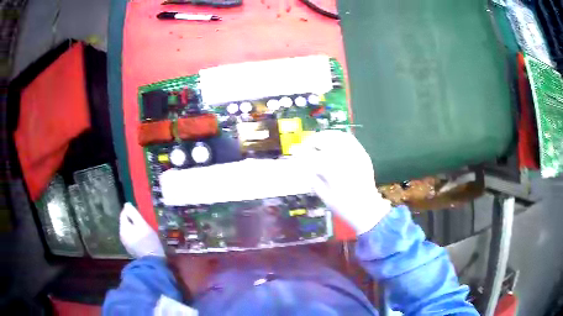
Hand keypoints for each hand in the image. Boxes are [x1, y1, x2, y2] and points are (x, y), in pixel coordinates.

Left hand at [120, 202, 164, 257]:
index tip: (141, 214)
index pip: (124, 213)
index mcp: (123, 228)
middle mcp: (121, 235)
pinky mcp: (130, 249)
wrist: (152, 262)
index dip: (131, 211)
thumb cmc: (149, 241)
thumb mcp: (143, 224)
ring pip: (129, 230)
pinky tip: (144, 240)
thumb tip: (126, 204)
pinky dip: (136, 236)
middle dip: (134, 221)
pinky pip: (131, 238)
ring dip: (135, 229)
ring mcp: (125, 243)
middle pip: (126, 222)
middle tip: (145, 223)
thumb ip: (134, 213)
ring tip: (145, 232)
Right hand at [294, 130, 390, 234]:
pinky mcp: (362, 154)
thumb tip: (302, 164)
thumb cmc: (343, 206)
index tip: (293, 152)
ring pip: (336, 136)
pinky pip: (350, 139)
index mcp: (333, 171)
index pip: (311, 156)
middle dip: (311, 142)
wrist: (367, 208)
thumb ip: (312, 178)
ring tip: (317, 141)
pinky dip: (338, 137)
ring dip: (324, 136)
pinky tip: (332, 141)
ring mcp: (355, 154)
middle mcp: (344, 158)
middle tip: (305, 147)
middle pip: (324, 141)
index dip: (300, 153)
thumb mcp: (324, 195)